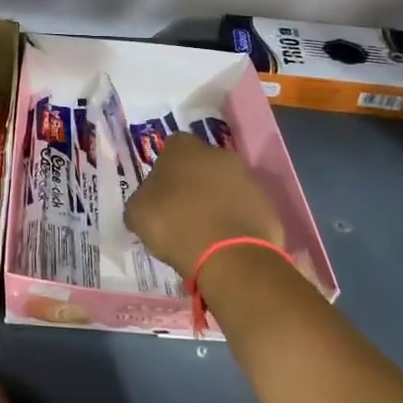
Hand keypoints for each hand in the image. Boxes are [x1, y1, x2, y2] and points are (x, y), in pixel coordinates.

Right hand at [125, 133, 283, 275]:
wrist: (230, 256)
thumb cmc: (175, 225)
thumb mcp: (137, 214)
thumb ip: (141, 200)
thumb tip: (146, 203)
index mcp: (183, 149)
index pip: (171, 147)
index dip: (164, 168)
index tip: (160, 191)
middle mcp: (217, 154)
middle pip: (201, 163)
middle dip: (193, 181)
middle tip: (181, 209)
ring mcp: (246, 178)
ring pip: (225, 185)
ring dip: (215, 200)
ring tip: (203, 230)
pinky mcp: (265, 204)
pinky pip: (243, 208)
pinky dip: (234, 219)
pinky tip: (223, 240)